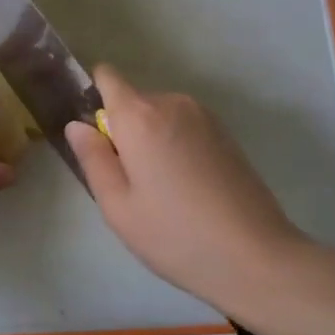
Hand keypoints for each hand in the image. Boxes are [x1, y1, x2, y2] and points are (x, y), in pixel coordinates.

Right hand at [66, 64, 314, 314]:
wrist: (257, 258)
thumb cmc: (175, 235)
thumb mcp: (118, 206)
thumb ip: (92, 158)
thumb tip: (77, 125)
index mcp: (139, 116)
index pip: (107, 76)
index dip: (94, 97)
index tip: (94, 136)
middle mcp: (172, 103)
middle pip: (132, 101)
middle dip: (123, 130)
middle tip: (128, 181)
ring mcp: (204, 116)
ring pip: (159, 116)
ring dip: (151, 139)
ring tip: (161, 190)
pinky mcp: (226, 134)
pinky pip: (183, 127)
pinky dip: (175, 146)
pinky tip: (187, 189)